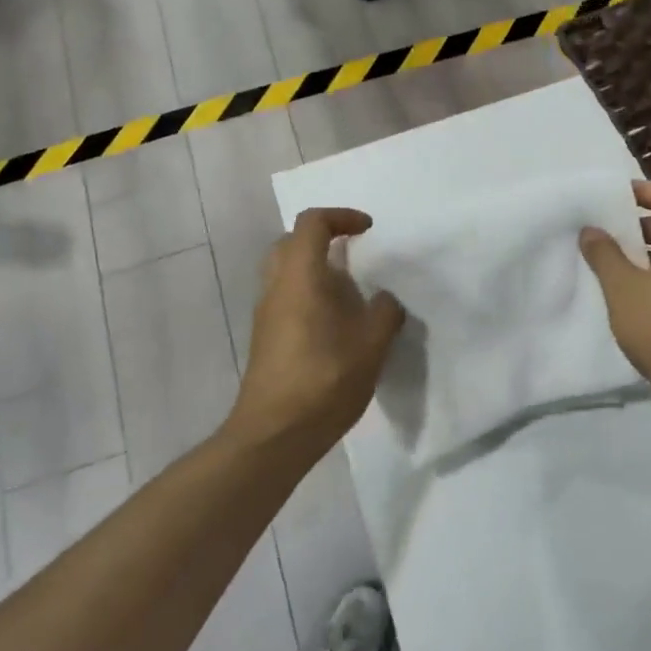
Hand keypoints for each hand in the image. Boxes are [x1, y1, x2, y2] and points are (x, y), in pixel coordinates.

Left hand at [228, 208, 405, 459]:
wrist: (274, 434)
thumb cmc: (324, 380)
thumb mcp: (371, 344)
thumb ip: (384, 313)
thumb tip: (383, 300)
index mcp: (300, 277)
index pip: (312, 223)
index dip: (341, 216)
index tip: (368, 230)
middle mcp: (276, 286)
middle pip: (292, 242)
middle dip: (324, 239)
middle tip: (354, 256)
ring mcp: (266, 313)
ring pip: (286, 271)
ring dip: (316, 270)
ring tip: (351, 294)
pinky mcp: (266, 337)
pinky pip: (286, 297)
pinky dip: (309, 294)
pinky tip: (336, 325)